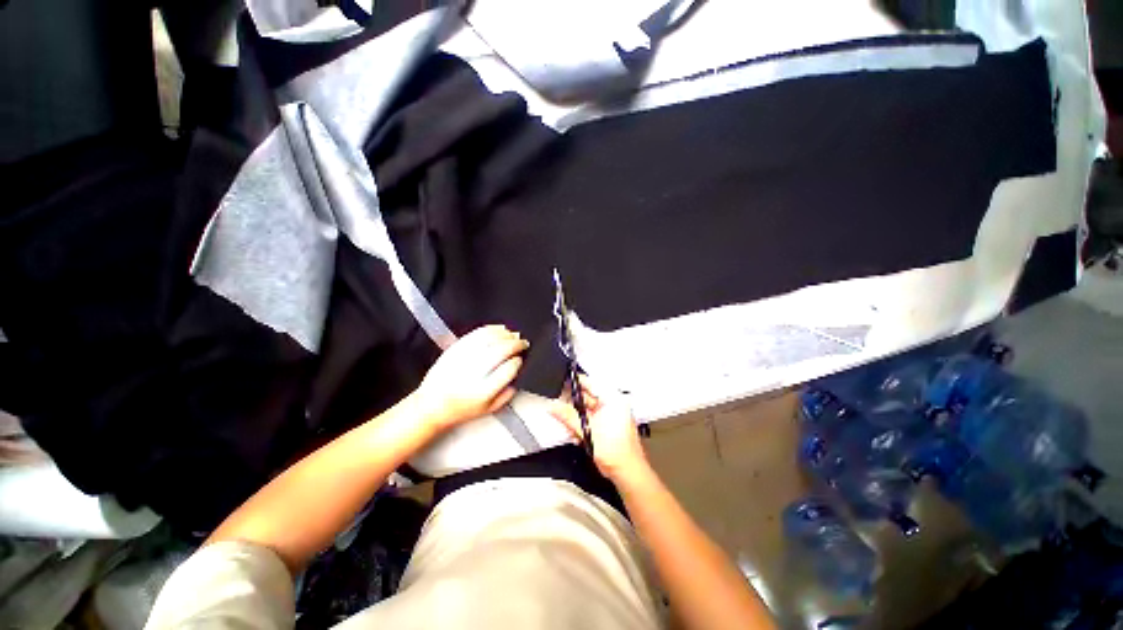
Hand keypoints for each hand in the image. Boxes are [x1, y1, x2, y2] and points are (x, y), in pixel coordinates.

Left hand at [414, 325, 527, 429]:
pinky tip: (499, 329)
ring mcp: (461, 359)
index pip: (507, 370)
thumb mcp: (489, 410)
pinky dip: (490, 329)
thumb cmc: (460, 409)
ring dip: (505, 335)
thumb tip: (519, 372)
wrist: (432, 405)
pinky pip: (475, 334)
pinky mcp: (454, 350)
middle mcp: (471, 374)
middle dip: (515, 344)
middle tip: (523, 343)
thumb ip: (507, 394)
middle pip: (500, 351)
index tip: (521, 359)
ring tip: (513, 336)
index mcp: (482, 392)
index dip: (518, 362)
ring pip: (488, 339)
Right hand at [549, 378, 649, 482]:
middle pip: (587, 396)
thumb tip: (554, 406)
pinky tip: (577, 433)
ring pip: (588, 408)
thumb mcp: (587, 430)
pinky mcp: (608, 424)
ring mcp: (611, 414)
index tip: (563, 383)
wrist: (627, 472)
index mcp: (613, 399)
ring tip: (569, 424)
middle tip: (559, 406)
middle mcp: (613, 404)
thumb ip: (568, 416)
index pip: (591, 383)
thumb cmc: (617, 452)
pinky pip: (591, 418)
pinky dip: (583, 423)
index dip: (575, 382)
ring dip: (576, 416)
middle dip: (573, 403)